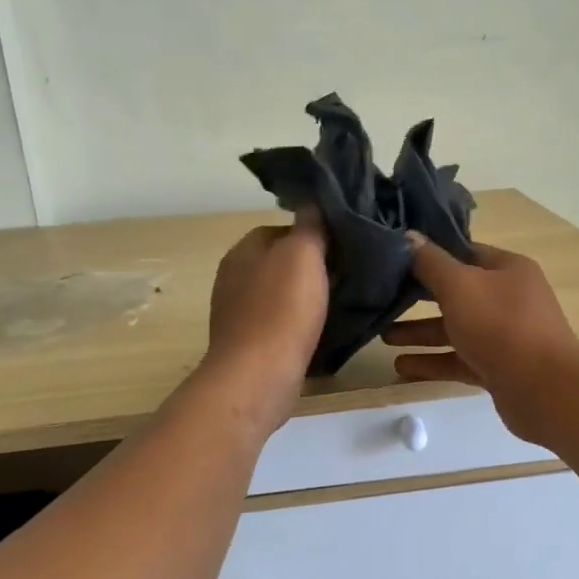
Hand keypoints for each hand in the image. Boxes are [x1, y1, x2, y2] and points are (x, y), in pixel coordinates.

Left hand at [204, 213, 328, 429]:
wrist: (258, 374)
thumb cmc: (282, 308)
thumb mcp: (303, 253)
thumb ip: (310, 225)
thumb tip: (314, 204)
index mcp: (243, 250)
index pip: (280, 229)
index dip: (311, 235)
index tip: (340, 249)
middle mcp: (233, 277)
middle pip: (280, 263)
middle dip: (310, 268)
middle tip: (345, 276)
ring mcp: (237, 313)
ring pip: (279, 294)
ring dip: (305, 298)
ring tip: (337, 304)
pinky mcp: (247, 344)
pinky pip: (277, 324)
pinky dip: (297, 325)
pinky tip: (318, 332)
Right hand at [383, 236, 578, 442]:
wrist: (544, 390)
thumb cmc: (501, 326)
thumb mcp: (459, 286)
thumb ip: (430, 262)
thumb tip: (409, 236)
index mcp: (508, 270)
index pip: (465, 253)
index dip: (431, 254)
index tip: (396, 259)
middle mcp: (509, 299)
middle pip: (457, 293)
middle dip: (419, 299)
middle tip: (383, 301)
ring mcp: (506, 336)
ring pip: (456, 330)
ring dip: (421, 333)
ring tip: (384, 338)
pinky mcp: (499, 369)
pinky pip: (460, 360)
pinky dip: (433, 362)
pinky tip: (401, 367)